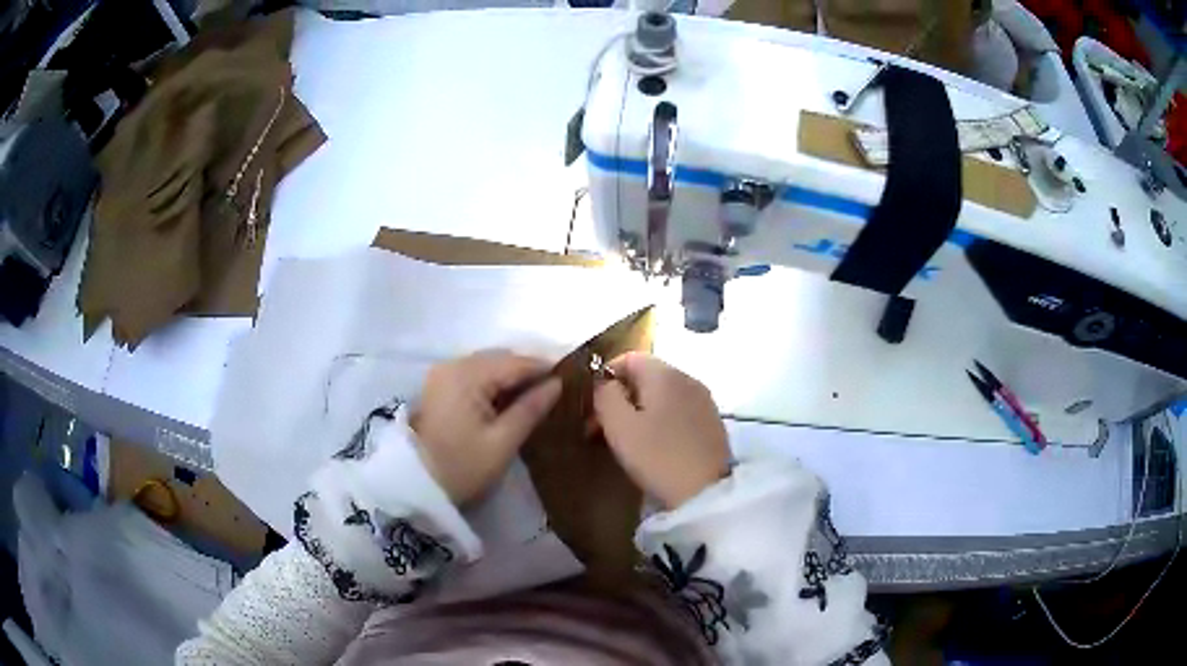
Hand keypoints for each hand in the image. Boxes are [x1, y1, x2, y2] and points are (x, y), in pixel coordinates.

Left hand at [410, 350, 560, 504]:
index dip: (544, 368)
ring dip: (511, 376)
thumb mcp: (503, 441)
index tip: (571, 378)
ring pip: (488, 364)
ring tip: (535, 395)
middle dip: (527, 371)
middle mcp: (453, 364)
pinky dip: (493, 382)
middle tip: (555, 389)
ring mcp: (443, 373)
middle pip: (500, 358)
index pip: (515, 362)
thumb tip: (557, 384)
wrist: (418, 484)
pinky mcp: (439, 385)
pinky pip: (474, 373)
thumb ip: (531, 408)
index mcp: (467, 375)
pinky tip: (508, 398)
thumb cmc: (463, 467)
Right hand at [593, 352, 728, 508]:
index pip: (628, 357)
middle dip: (619, 397)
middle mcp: (687, 379)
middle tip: (600, 428)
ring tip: (624, 440)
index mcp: (664, 374)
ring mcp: (703, 400)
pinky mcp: (711, 422)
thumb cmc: (657, 456)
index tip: (591, 407)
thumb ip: (605, 396)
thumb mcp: (619, 426)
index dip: (605, 376)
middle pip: (645, 376)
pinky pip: (677, 410)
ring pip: (661, 395)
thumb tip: (605, 383)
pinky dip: (659, 420)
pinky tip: (652, 445)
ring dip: (638, 411)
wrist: (706, 493)